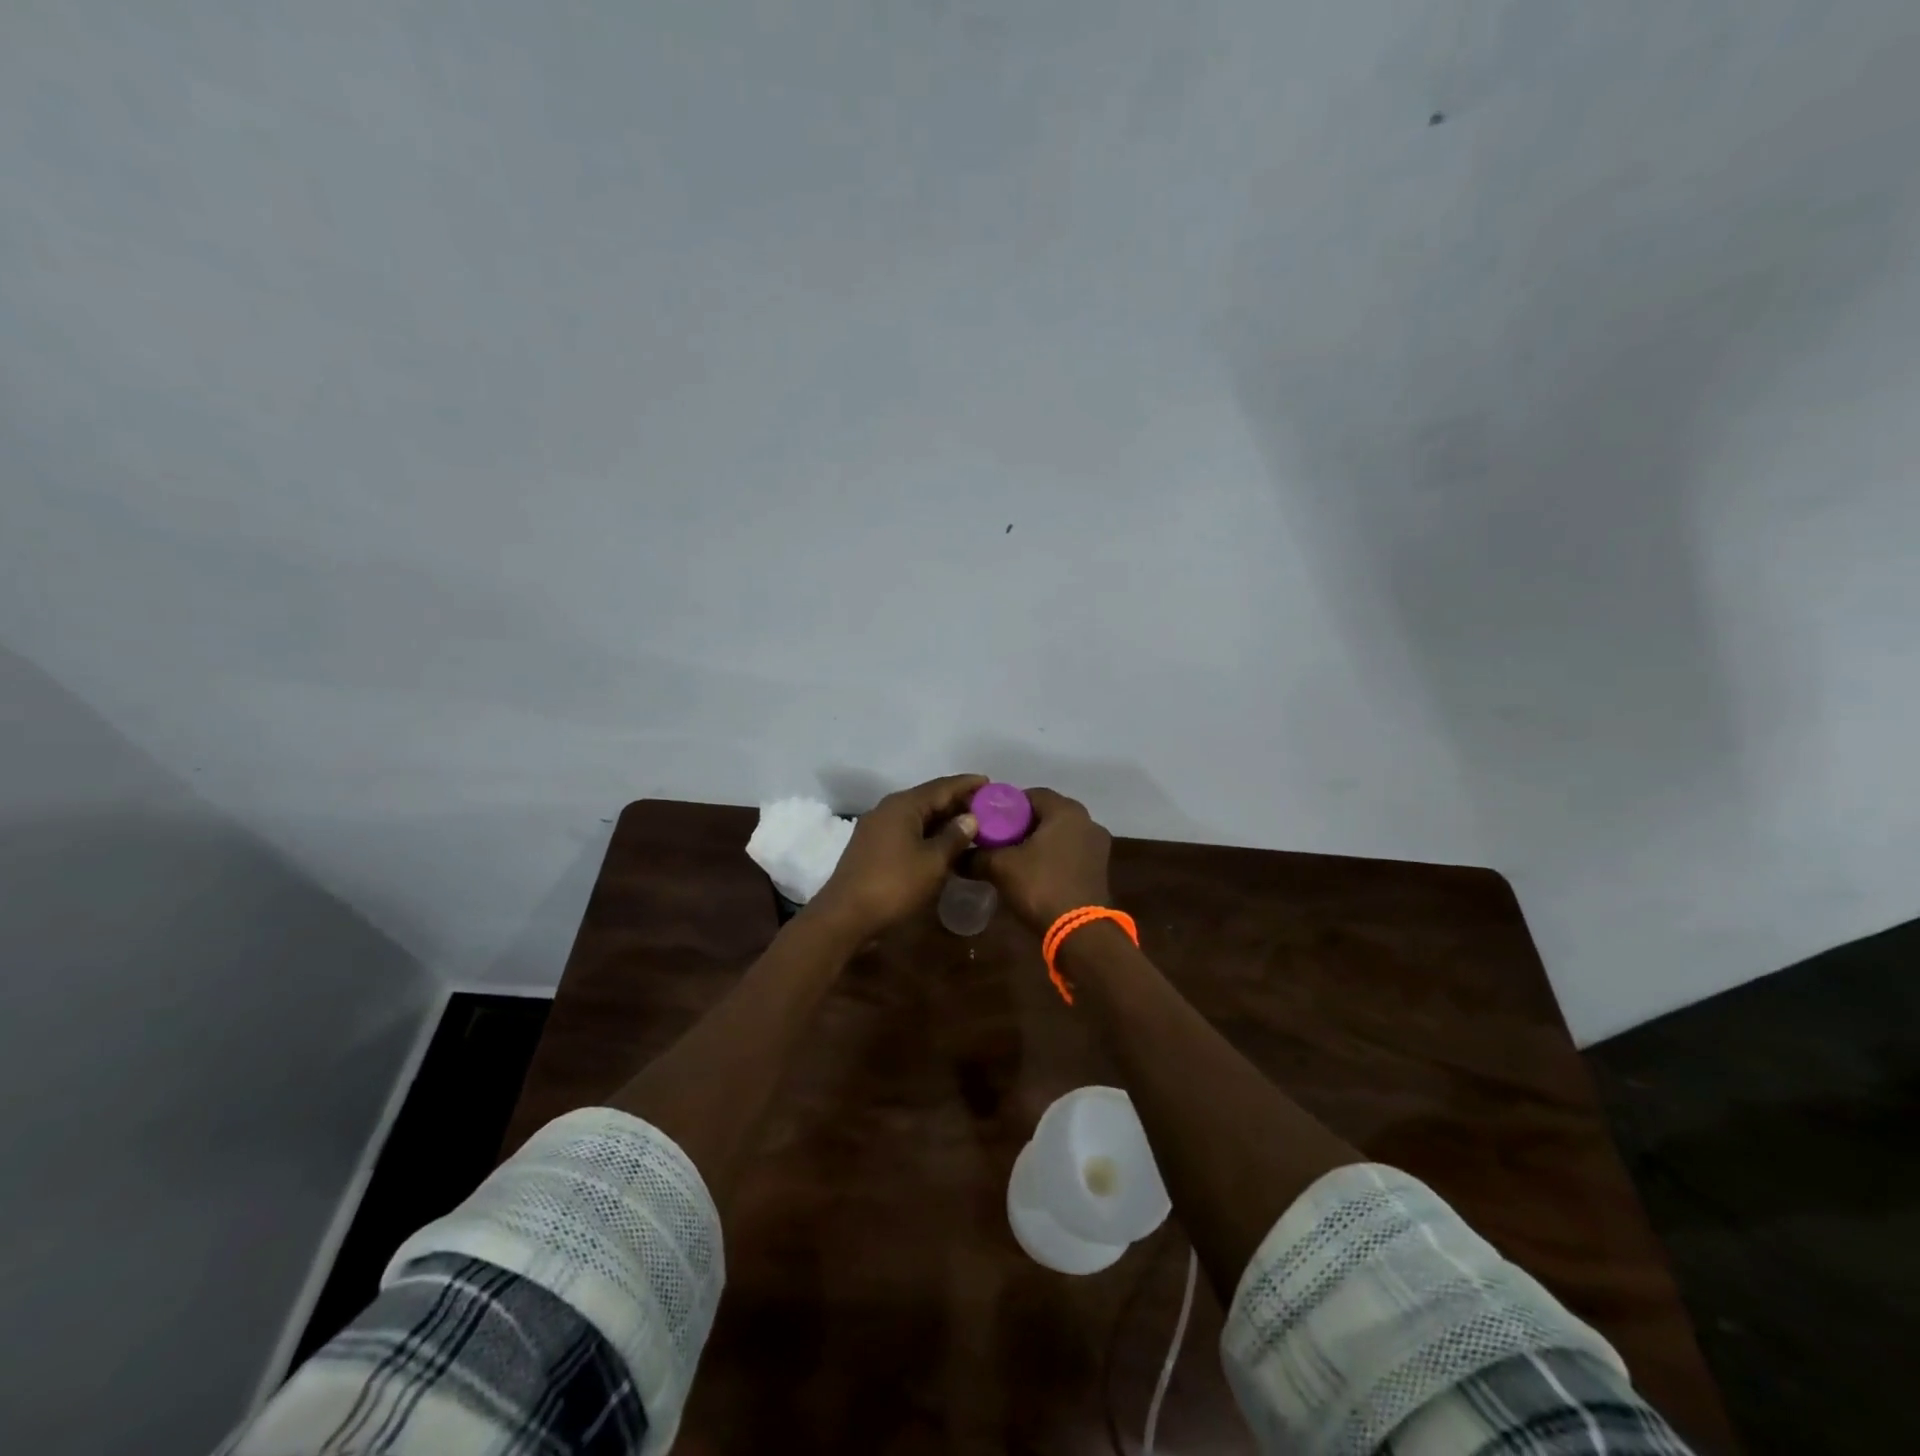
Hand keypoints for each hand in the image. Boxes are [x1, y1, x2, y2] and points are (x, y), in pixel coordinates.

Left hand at [805, 774, 987, 941]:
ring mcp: (877, 828)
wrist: (845, 916)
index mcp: (903, 805)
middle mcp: (888, 809)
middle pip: (928, 798)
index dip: (967, 785)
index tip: (990, 782)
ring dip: (943, 819)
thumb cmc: (894, 885)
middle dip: (957, 802)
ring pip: (917, 816)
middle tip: (986, 807)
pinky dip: (928, 833)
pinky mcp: (872, 846)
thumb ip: (954, 837)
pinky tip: (943, 844)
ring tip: (970, 825)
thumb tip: (970, 818)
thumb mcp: (933, 862)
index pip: (942, 786)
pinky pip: (907, 830)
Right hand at [971, 787, 1112, 931]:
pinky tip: (1033, 872)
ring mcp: (1097, 846)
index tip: (987, 821)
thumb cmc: (1041, 887)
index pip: (1031, 795)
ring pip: (1059, 834)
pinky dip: (1051, 856)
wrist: (1079, 932)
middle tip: (996, 839)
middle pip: (1046, 814)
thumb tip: (956, 856)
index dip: (1006, 806)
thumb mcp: (1001, 867)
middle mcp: (1087, 821)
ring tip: (1012, 857)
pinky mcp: (1099, 868)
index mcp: (1066, 811)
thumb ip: (977, 856)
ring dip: (1037, 842)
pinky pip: (1069, 852)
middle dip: (1021, 825)